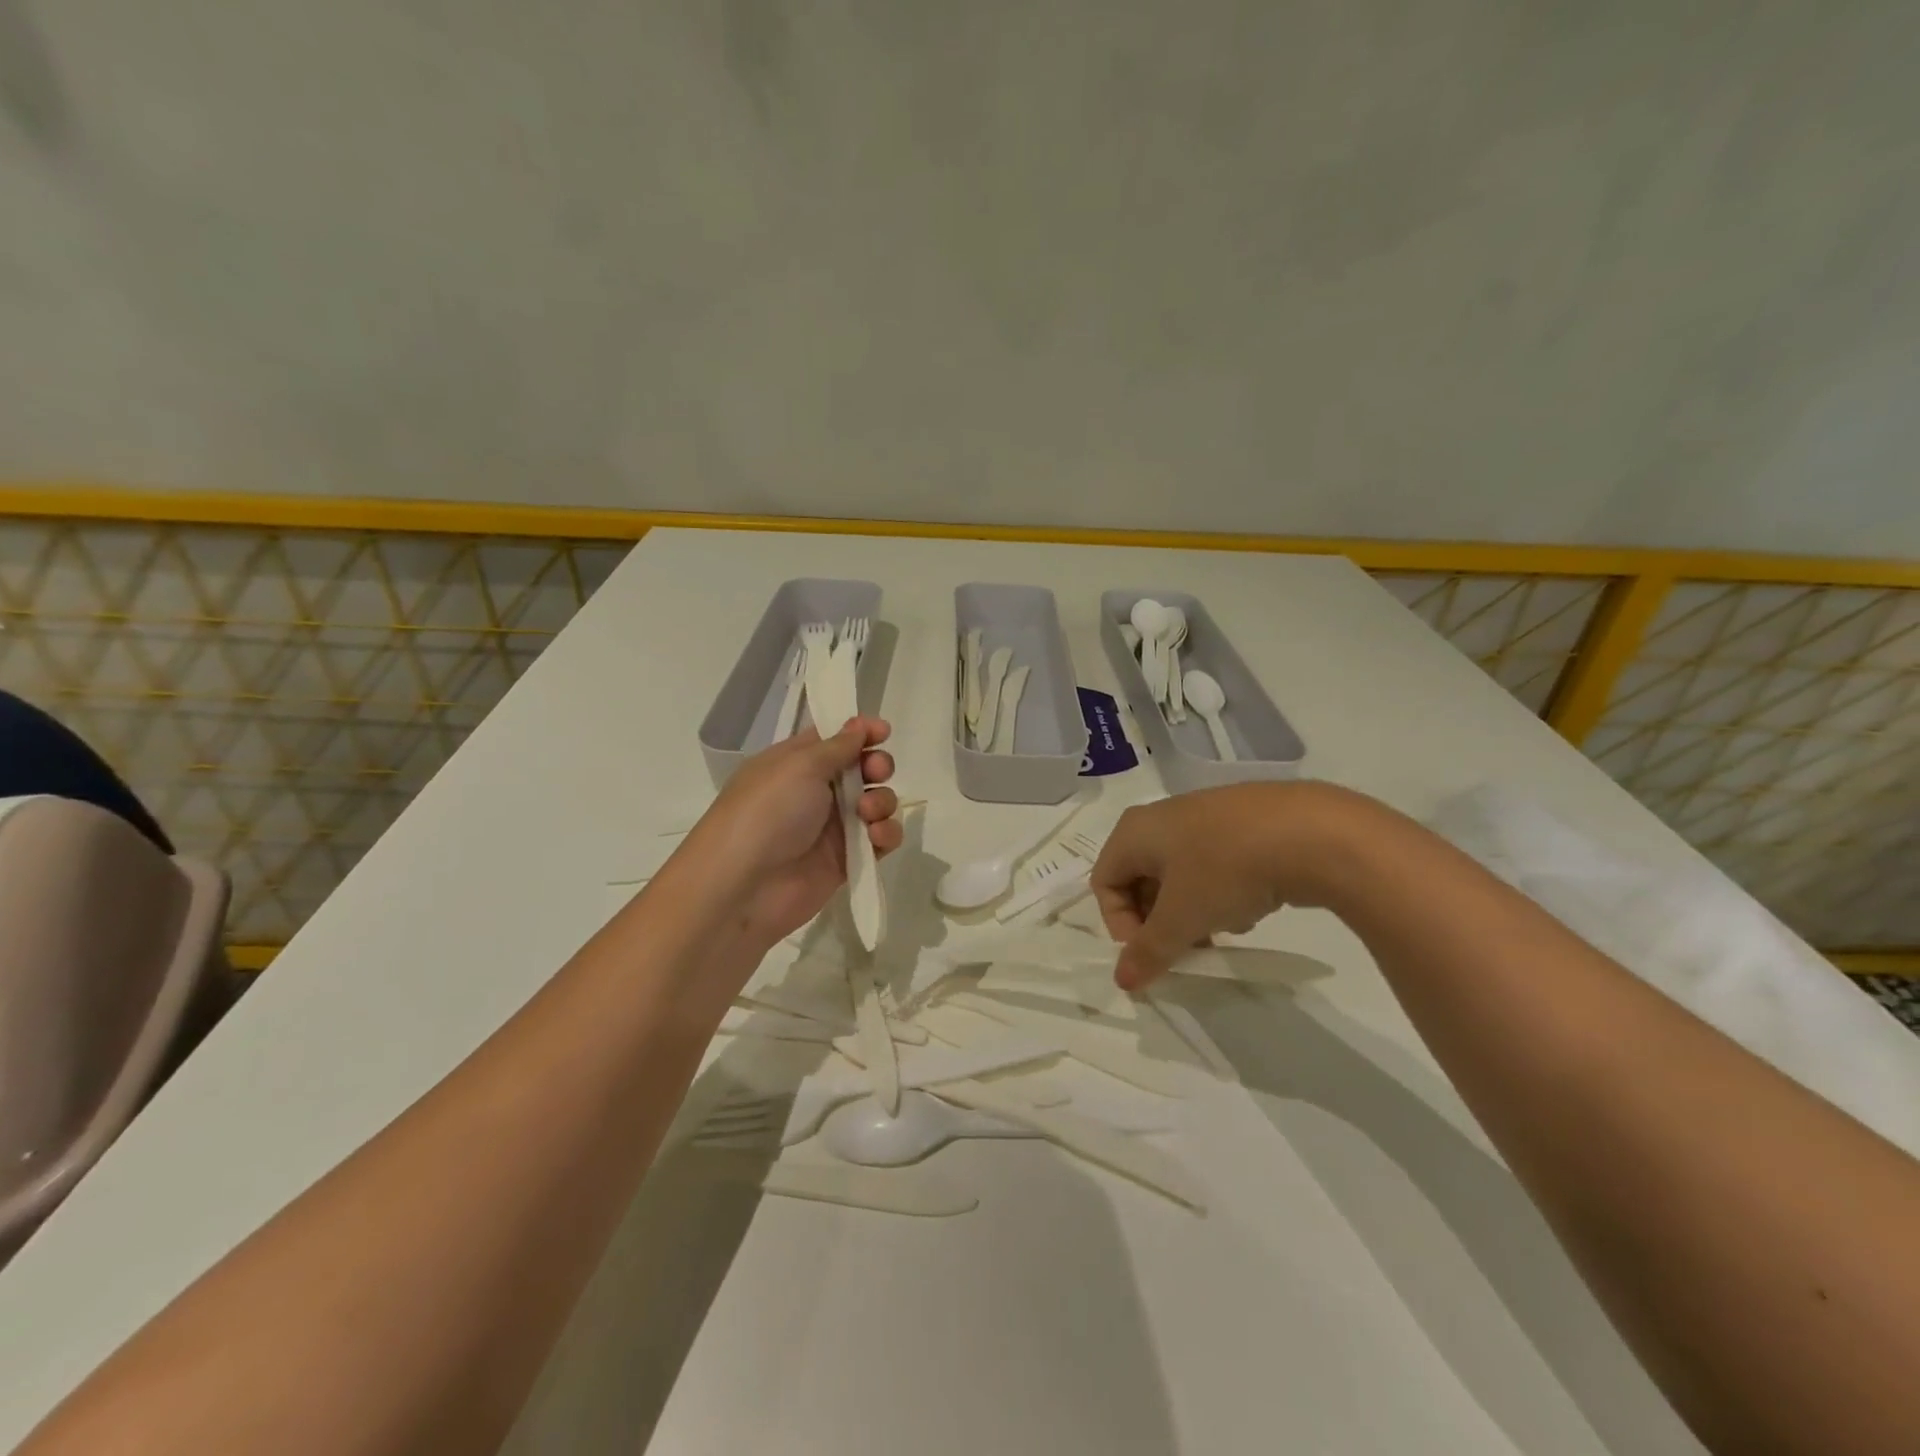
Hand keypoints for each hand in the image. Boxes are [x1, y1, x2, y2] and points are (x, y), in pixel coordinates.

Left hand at [677, 716, 901, 951]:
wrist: (744, 888)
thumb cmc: (766, 812)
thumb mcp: (799, 766)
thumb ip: (837, 746)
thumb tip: (859, 726)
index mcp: (796, 763)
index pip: (835, 739)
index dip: (861, 732)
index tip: (883, 731)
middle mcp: (815, 791)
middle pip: (862, 769)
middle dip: (877, 765)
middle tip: (876, 772)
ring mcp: (832, 827)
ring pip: (876, 802)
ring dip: (882, 800)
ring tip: (867, 812)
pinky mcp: (847, 859)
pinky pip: (879, 839)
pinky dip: (886, 834)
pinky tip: (876, 836)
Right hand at [1091, 782, 1360, 988]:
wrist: (1311, 832)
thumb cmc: (1225, 871)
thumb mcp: (1182, 919)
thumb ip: (1149, 952)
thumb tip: (1123, 981)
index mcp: (1135, 831)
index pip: (1104, 883)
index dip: (1120, 925)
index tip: (1153, 951)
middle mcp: (1162, 816)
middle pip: (1140, 879)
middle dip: (1158, 921)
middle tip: (1185, 948)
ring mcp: (1204, 814)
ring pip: (1180, 875)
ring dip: (1190, 911)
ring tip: (1221, 930)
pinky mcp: (1242, 821)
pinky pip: (1213, 863)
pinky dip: (1219, 891)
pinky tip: (1249, 906)